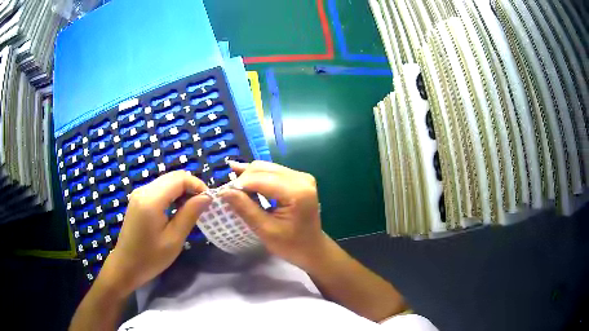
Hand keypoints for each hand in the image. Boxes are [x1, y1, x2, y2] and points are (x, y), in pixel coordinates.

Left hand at [101, 171, 210, 294]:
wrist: (126, 266)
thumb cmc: (151, 257)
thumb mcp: (174, 239)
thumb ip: (190, 214)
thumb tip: (207, 197)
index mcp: (151, 199)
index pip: (180, 179)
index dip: (197, 185)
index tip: (209, 202)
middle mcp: (144, 190)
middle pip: (173, 177)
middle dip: (191, 187)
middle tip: (202, 207)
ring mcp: (139, 193)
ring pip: (167, 182)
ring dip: (182, 191)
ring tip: (191, 210)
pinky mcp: (138, 199)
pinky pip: (159, 189)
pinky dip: (172, 195)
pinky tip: (176, 211)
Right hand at [221, 161, 325, 268]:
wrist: (312, 248)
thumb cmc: (291, 245)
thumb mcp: (266, 230)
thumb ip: (245, 209)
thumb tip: (224, 191)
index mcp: (297, 191)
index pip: (260, 179)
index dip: (239, 184)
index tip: (222, 194)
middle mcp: (301, 178)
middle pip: (263, 168)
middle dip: (242, 179)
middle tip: (227, 193)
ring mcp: (301, 176)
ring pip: (266, 167)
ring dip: (248, 177)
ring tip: (232, 188)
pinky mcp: (298, 178)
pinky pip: (272, 172)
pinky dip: (257, 177)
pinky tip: (243, 181)